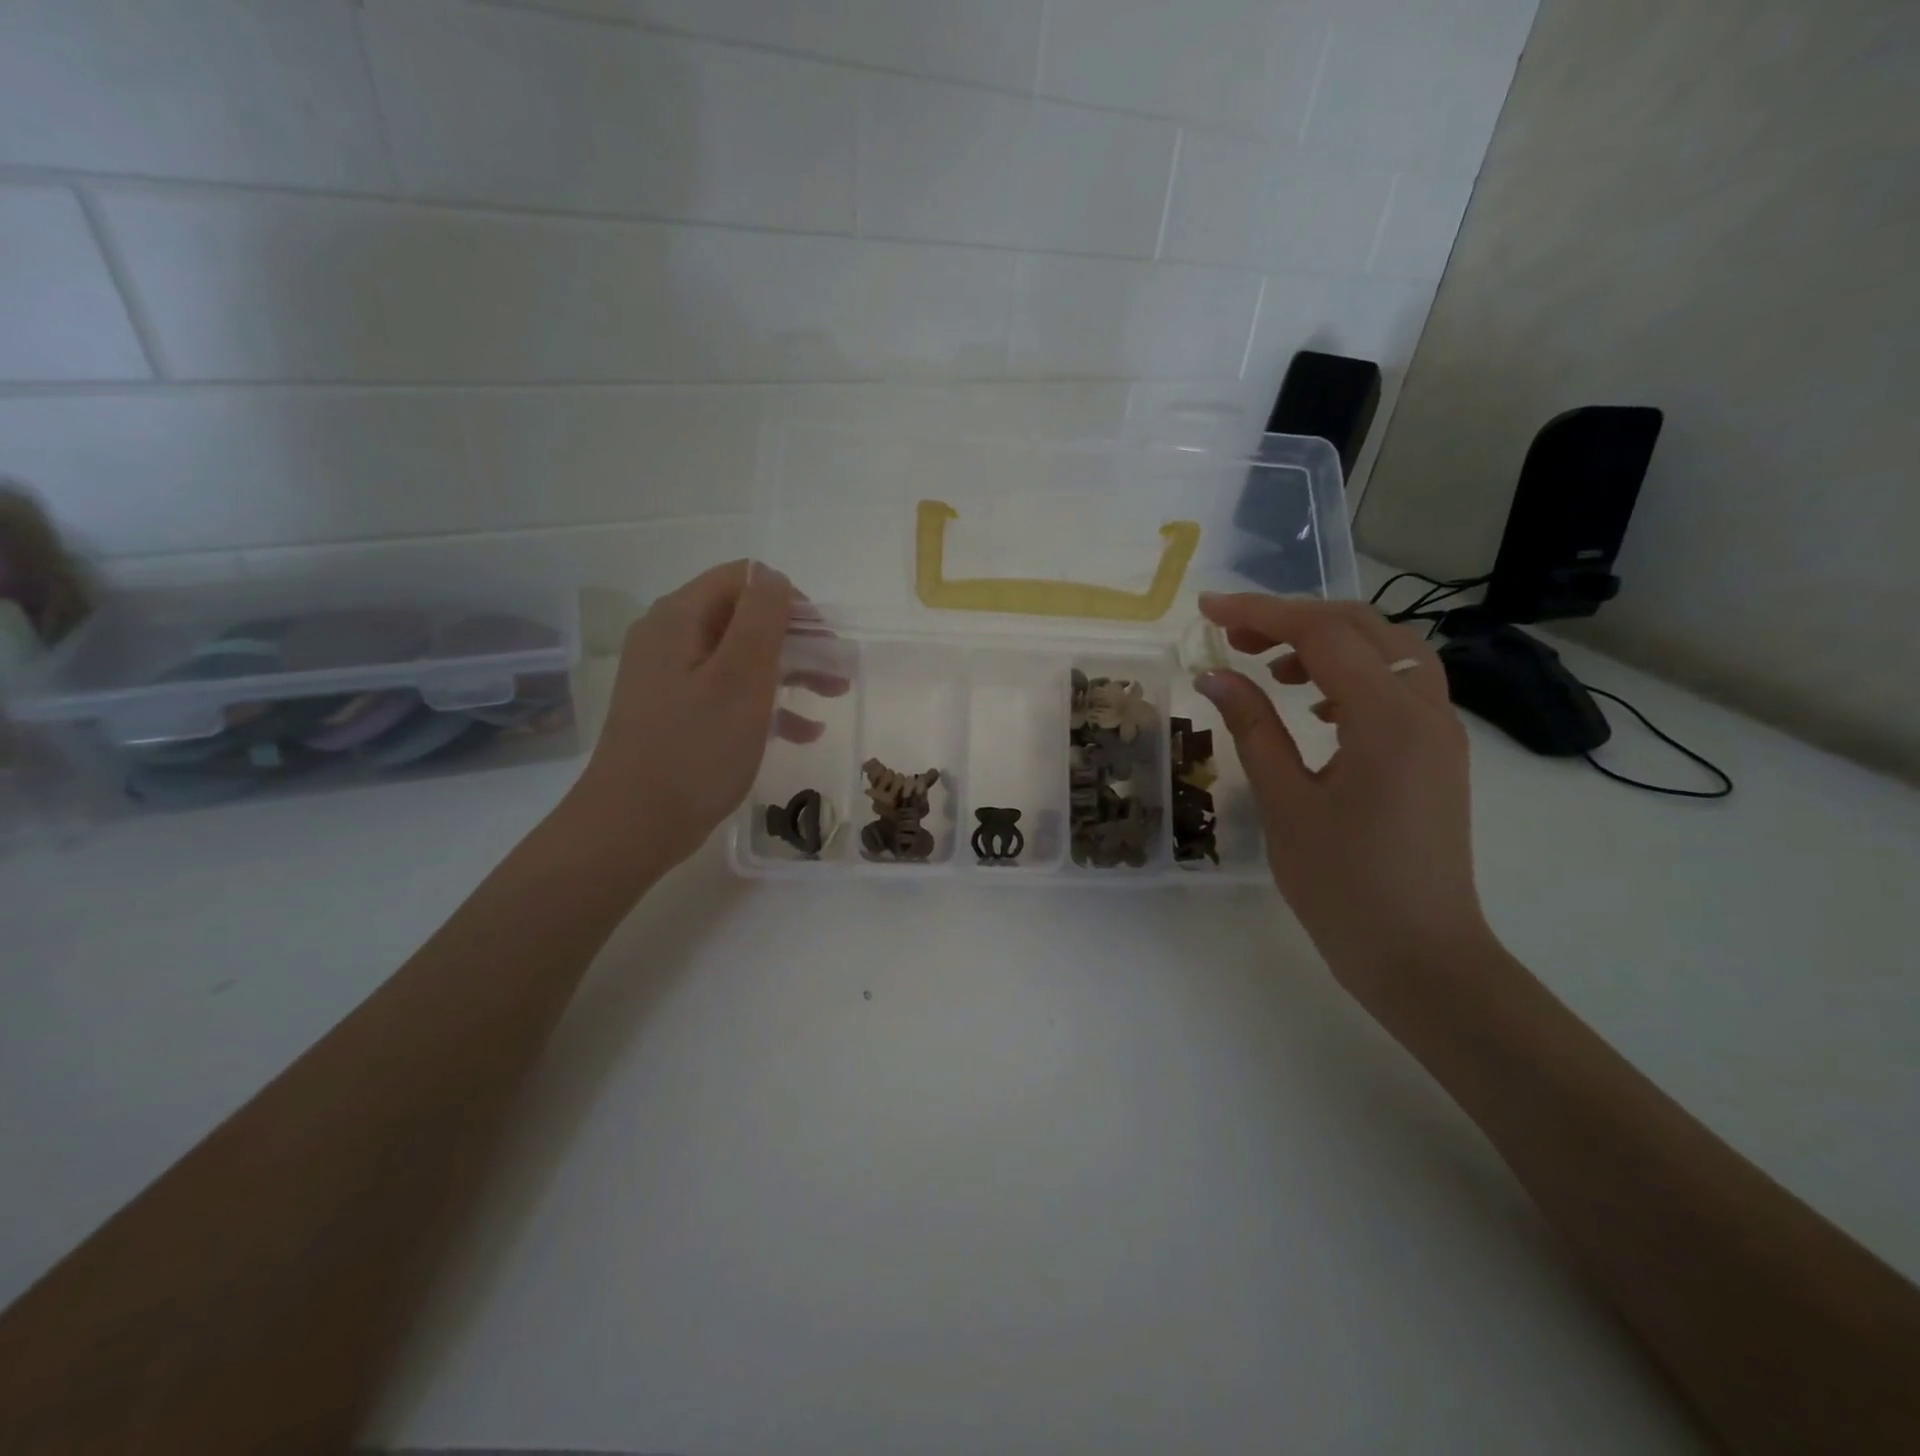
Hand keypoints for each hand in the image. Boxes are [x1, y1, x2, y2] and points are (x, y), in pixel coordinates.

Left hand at [569, 561, 831, 873]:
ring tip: (832, 695)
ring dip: (790, 671)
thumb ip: (762, 617)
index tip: (825, 637)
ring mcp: (669, 678)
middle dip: (797, 639)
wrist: (634, 824)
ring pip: (740, 658)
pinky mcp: (675, 713)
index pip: (743, 579)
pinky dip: (765, 704)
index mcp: (680, 618)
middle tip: (838, 669)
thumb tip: (773, 576)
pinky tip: (803, 731)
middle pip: (744, 618)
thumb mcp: (740, 677)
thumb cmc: (695, 747)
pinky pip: (727, 693)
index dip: (790, 600)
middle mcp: (669, 637)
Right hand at [1195, 595, 1491, 995]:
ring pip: (1387, 652)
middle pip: (1362, 628)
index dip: (1261, 613)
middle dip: (1293, 619)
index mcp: (1387, 720)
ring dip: (1327, 642)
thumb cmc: (1344, 887)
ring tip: (1271, 665)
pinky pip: (1398, 686)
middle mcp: (1425, 710)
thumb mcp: (1286, 803)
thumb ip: (1252, 728)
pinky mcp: (1437, 753)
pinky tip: (1316, 705)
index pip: (1323, 635)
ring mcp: (1439, 731)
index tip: (1208, 609)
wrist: (1421, 957)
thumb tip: (1214, 674)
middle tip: (1233, 635)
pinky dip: (1352, 674)